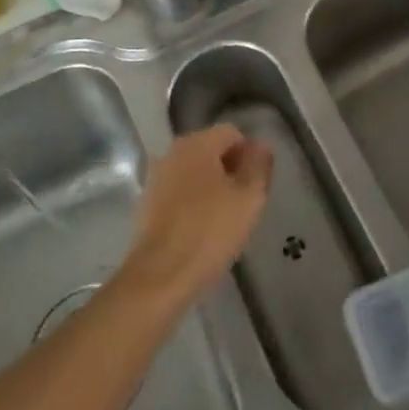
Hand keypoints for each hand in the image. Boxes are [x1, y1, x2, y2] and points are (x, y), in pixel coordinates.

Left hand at [117, 124, 272, 313]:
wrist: (160, 276)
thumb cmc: (210, 232)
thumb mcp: (249, 198)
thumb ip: (259, 166)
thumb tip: (261, 145)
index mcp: (197, 143)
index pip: (232, 133)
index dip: (250, 155)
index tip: (257, 184)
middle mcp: (173, 151)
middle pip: (211, 150)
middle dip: (231, 170)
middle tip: (245, 202)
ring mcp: (157, 177)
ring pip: (194, 172)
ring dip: (212, 187)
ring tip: (225, 219)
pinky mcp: (147, 203)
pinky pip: (179, 192)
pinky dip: (193, 203)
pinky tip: (202, 230)